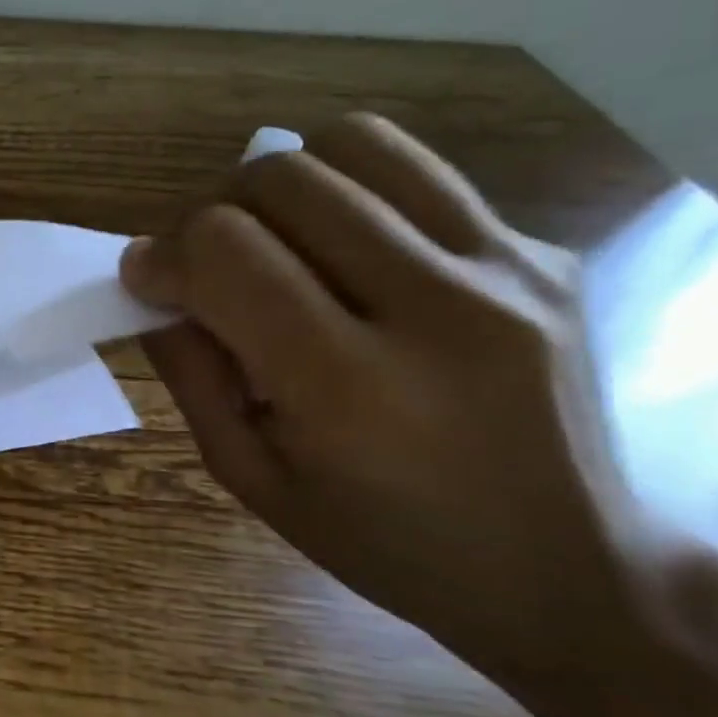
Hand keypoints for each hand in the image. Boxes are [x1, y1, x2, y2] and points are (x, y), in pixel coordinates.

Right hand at [120, 112, 664, 671]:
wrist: (572, 571)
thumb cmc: (383, 542)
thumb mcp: (251, 477)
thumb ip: (191, 373)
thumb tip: (151, 285)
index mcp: (348, 386)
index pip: (226, 251)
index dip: (162, 254)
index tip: (145, 280)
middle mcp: (437, 308)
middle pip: (283, 178)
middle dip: (212, 213)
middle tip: (207, 267)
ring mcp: (508, 269)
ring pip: (356, 145)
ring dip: (284, 183)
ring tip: (275, 241)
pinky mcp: (546, 254)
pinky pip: (419, 177)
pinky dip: (353, 198)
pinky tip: (352, 261)